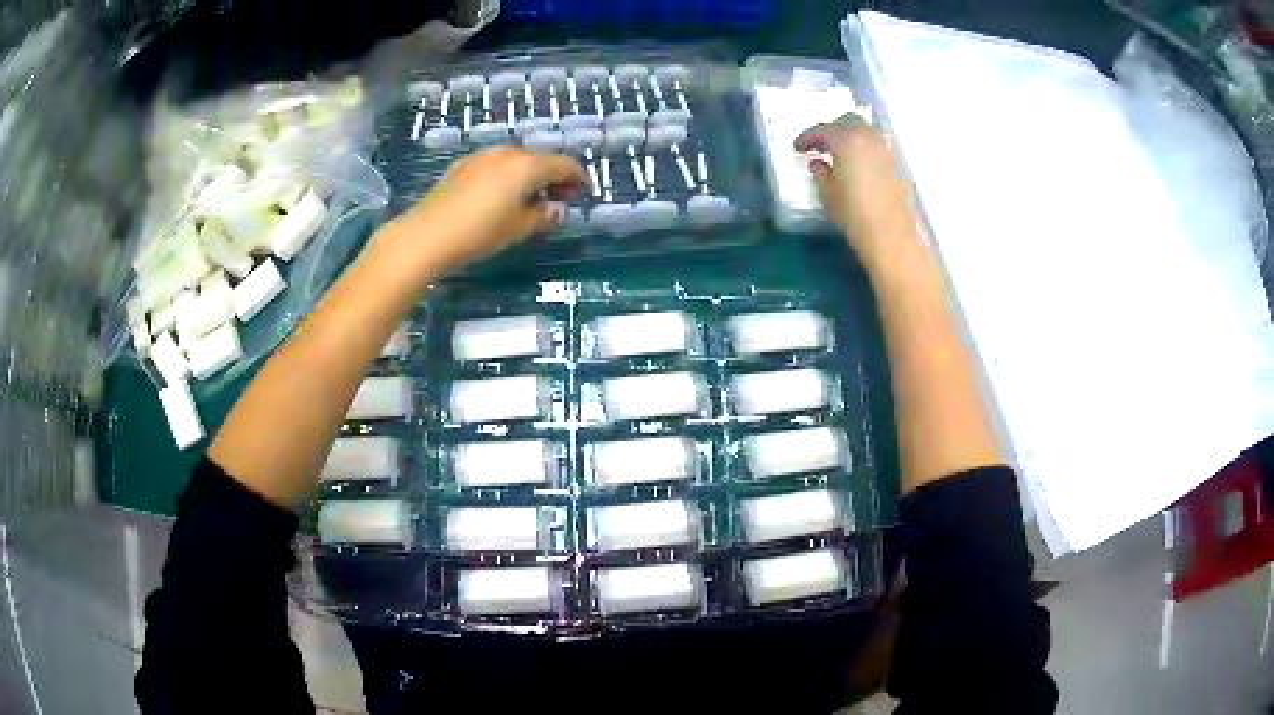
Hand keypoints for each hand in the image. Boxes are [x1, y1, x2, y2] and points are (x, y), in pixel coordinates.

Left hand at [386, 146, 585, 274]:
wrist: (428, 235)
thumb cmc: (480, 232)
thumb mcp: (519, 229)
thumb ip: (544, 216)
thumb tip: (559, 210)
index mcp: (528, 166)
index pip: (564, 164)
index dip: (579, 178)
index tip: (584, 193)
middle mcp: (508, 153)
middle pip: (540, 159)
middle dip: (554, 176)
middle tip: (560, 197)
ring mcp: (483, 156)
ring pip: (516, 160)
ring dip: (530, 174)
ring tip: (532, 197)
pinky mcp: (463, 166)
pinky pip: (496, 165)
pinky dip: (508, 175)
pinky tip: (502, 195)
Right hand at [795, 115, 922, 273]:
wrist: (891, 235)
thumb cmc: (853, 213)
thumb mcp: (827, 193)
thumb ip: (819, 172)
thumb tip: (818, 162)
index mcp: (847, 139)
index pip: (822, 129)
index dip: (807, 137)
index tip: (797, 148)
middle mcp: (868, 136)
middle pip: (847, 121)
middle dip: (831, 130)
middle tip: (820, 145)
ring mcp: (886, 148)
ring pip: (865, 131)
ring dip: (850, 136)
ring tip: (840, 153)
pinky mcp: (897, 163)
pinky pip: (877, 145)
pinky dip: (864, 147)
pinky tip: (858, 163)